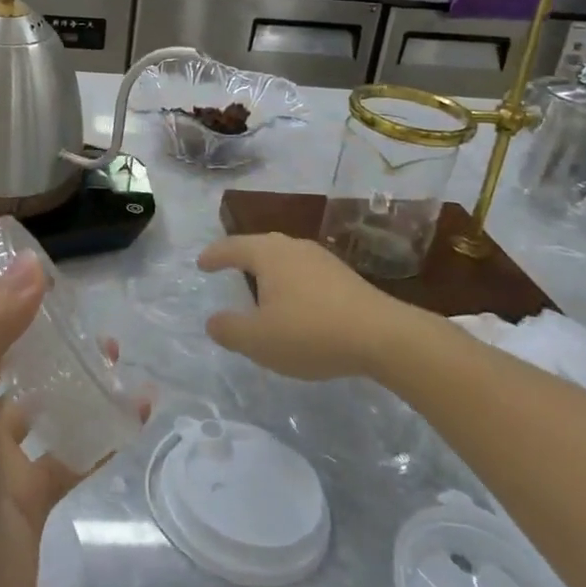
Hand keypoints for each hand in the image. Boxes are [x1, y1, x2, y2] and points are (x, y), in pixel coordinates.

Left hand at [0, 255, 99, 586]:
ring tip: (110, 344)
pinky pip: (68, 448)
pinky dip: (98, 426)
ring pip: (35, 392)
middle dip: (29, 309)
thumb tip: (27, 266)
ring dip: (67, 365)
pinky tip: (135, 409)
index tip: (19, 237)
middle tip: (76, 290)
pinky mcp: (25, 497)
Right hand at [198, 232, 441, 380]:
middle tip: (227, 268)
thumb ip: (229, 330)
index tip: (201, 264)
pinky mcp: (345, 277)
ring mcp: (323, 259)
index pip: (232, 247)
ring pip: (285, 258)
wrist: (384, 337)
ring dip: (269, 271)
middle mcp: (293, 247)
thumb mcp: (259, 340)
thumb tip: (213, 321)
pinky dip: (291, 283)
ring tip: (260, 288)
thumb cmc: (311, 332)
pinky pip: (305, 272)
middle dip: (241, 256)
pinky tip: (296, 304)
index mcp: (268, 254)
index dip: (214, 255)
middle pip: (260, 246)